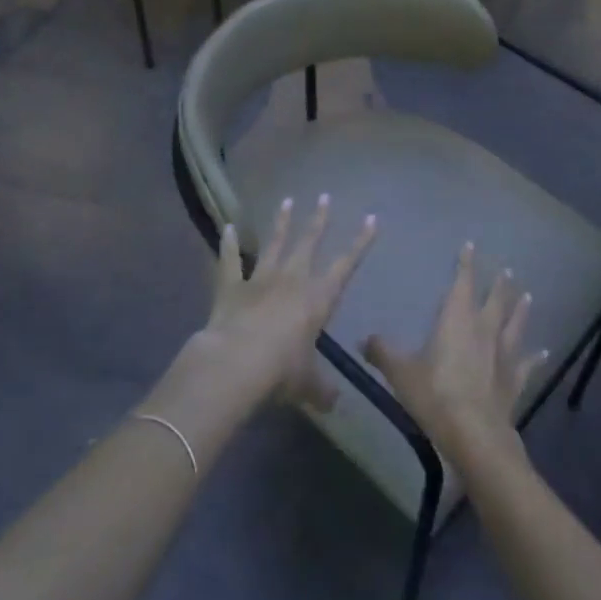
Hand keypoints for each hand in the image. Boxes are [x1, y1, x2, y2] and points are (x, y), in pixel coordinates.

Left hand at [200, 196, 375, 408]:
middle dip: (318, 220)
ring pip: (273, 244)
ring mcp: (260, 279)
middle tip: (324, 197)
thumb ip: (321, 390)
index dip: (360, 242)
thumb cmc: (281, 371)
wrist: (237, 363)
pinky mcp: (231, 286)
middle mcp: (292, 280)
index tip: (371, 218)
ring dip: (280, 223)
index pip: (346, 265)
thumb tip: (333, 402)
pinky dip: (229, 244)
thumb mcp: (308, 385)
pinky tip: (228, 227)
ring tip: (286, 201)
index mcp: (318, 299)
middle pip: (308, 243)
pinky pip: (230, 261)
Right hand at [364, 243, 547, 464]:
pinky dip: (536, 357)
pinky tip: (545, 352)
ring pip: (515, 324)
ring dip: (520, 309)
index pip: (463, 283)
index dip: (466, 264)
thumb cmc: (435, 395)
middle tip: (506, 270)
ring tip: (527, 295)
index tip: (470, 246)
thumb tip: (364, 339)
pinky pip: (528, 363)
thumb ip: (383, 353)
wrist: (475, 433)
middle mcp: (484, 329)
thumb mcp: (401, 373)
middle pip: (495, 300)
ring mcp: (504, 354)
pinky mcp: (515, 380)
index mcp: (457, 319)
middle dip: (498, 284)